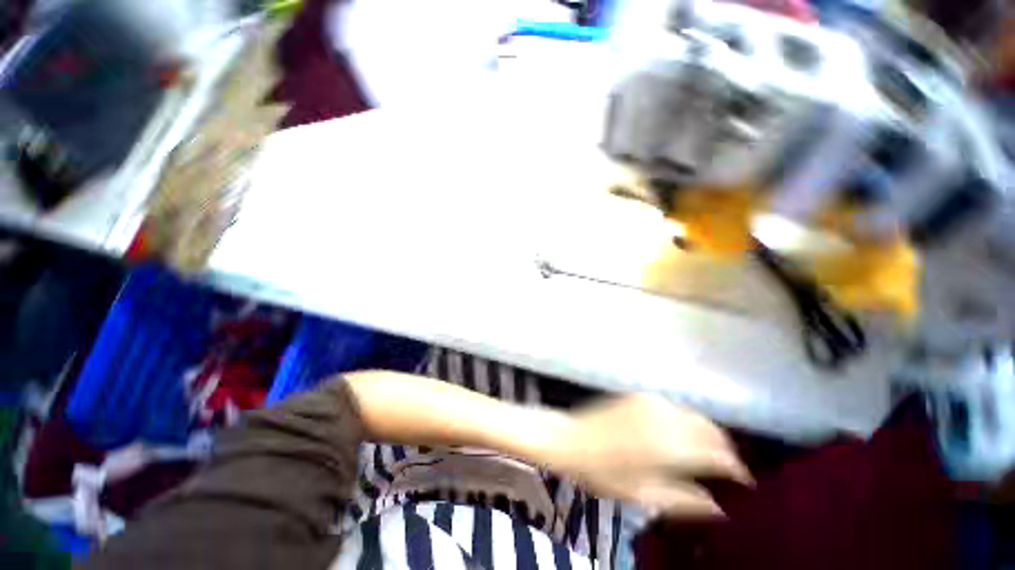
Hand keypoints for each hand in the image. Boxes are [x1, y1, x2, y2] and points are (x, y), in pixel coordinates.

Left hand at [545, 395, 751, 517]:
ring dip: (706, 432)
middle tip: (727, 468)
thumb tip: (721, 508)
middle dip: (725, 448)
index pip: (718, 454)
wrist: (573, 440)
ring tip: (707, 452)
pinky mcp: (639, 395)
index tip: (745, 482)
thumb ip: (686, 501)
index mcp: (670, 446)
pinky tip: (681, 433)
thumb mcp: (646, 496)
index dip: (737, 469)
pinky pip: (674, 406)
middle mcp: (665, 417)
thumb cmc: (605, 474)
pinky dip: (686, 420)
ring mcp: (651, 402)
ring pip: (694, 414)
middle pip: (711, 429)